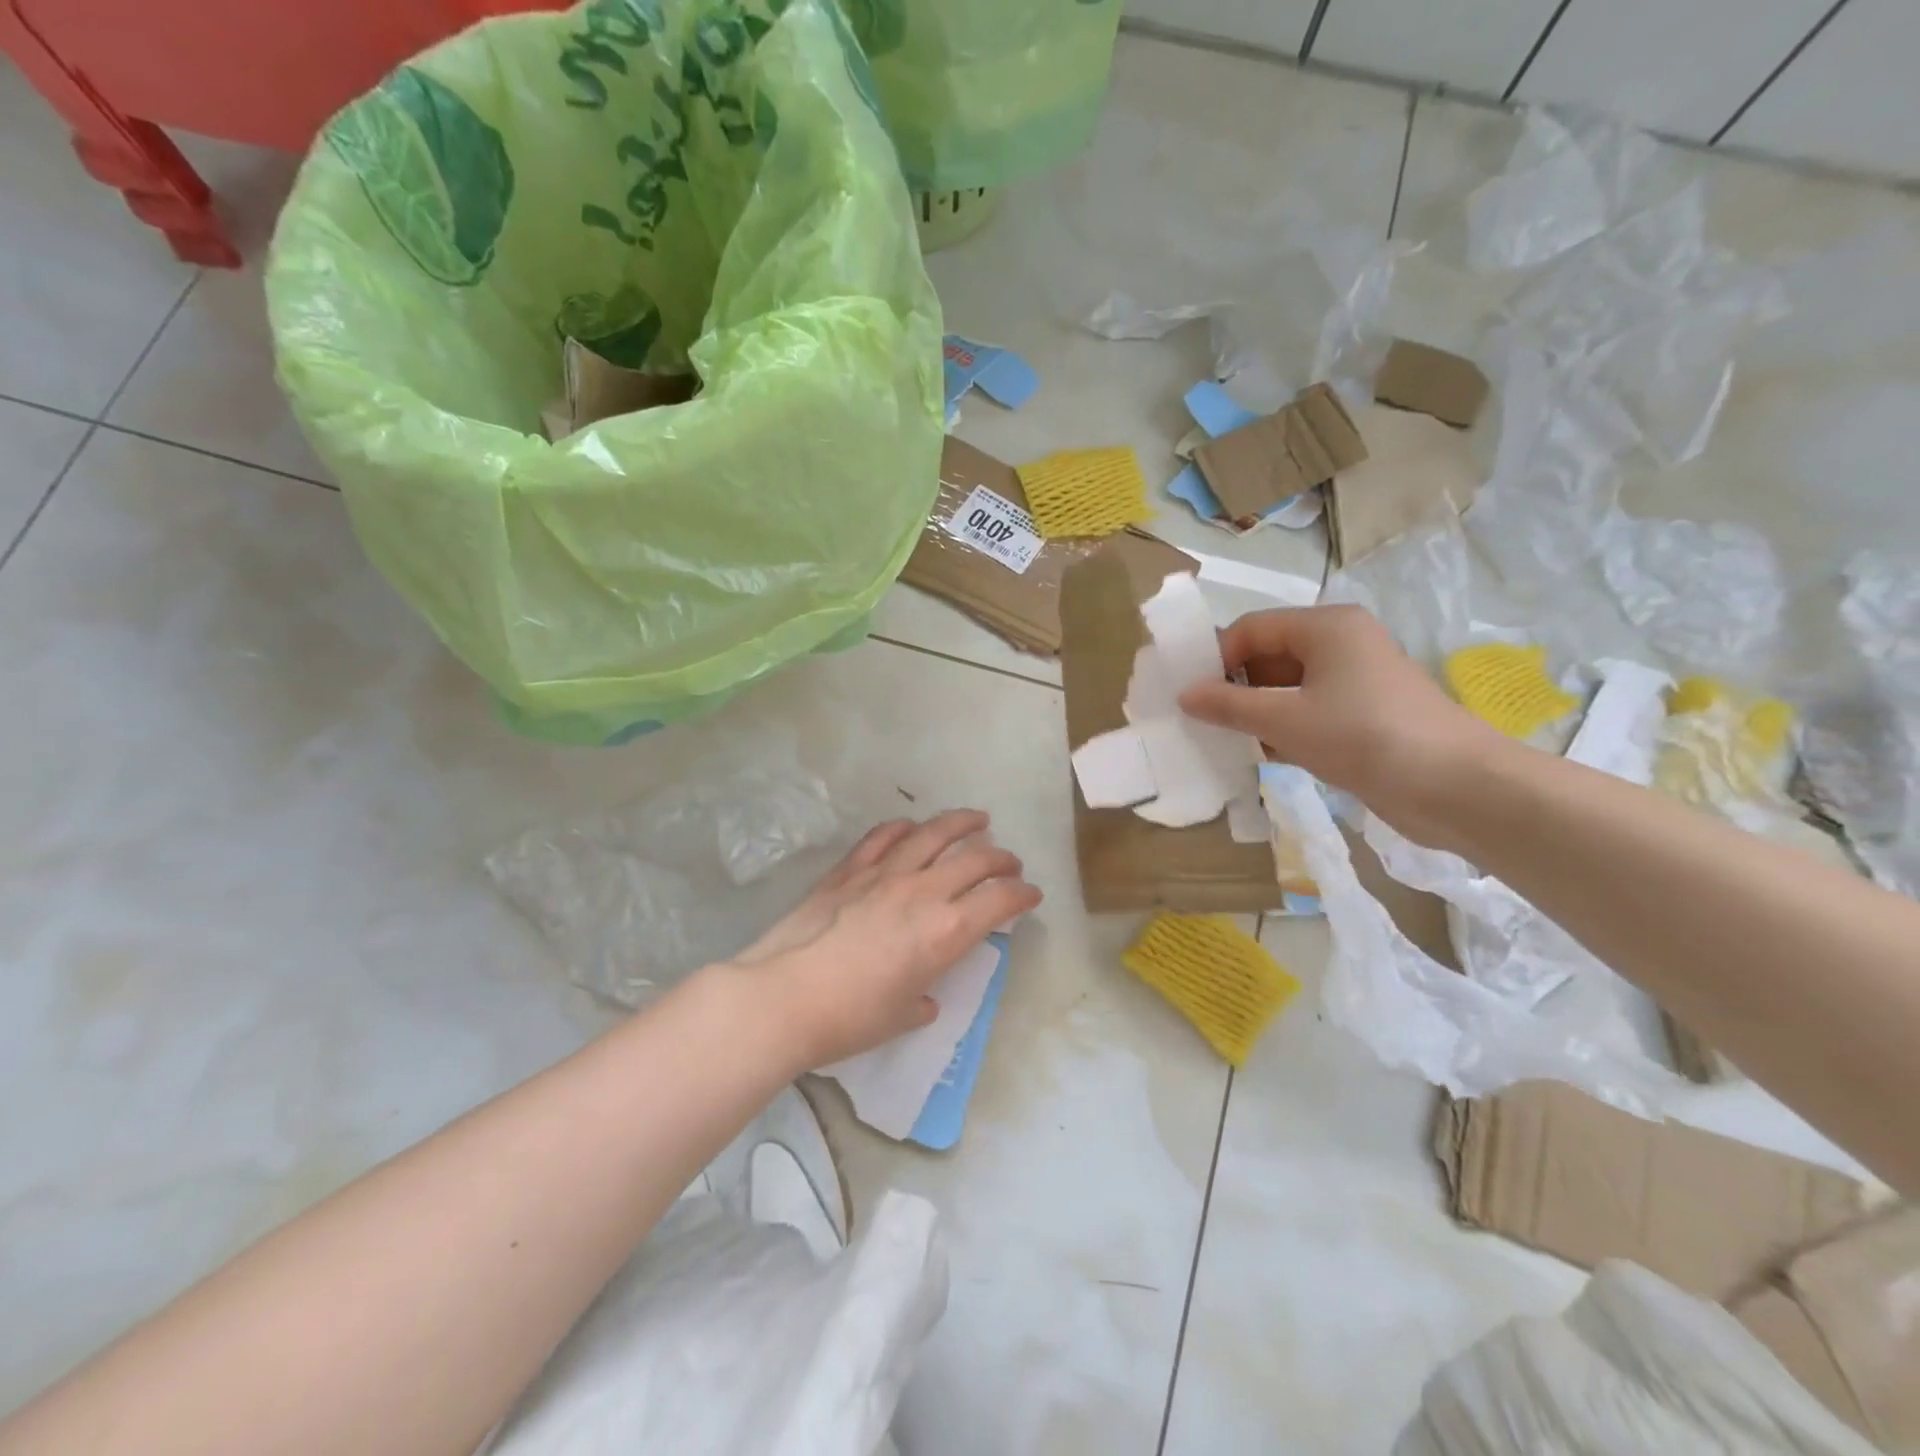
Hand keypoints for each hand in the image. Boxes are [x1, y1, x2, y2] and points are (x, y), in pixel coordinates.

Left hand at [731, 810, 1041, 1070]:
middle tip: (1010, 862)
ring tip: (976, 819)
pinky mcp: (848, 869)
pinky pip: (882, 837)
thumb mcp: (901, 1017)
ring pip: (932, 834)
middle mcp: (922, 892)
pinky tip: (911, 826)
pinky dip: (902, 828)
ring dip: (961, 823)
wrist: (784, 997)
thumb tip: (923, 995)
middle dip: (1001, 857)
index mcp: (946, 932)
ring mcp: (883, 874)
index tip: (1030, 895)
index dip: (1022, 895)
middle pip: (974, 859)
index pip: (999, 901)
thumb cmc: (850, 1018)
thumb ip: (921, 999)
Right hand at [1178, 605, 1500, 846]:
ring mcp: (1356, 681)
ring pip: (1288, 687)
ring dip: (1256, 712)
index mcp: (1326, 627)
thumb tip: (1185, 695)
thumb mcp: (1284, 720)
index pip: (1252, 628)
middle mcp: (1342, 644)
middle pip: (1269, 655)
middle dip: (1235, 686)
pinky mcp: (1364, 716)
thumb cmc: (1363, 736)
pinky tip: (1261, 756)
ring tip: (1226, 740)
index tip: (1190, 694)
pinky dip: (1283, 729)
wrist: (1454, 786)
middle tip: (1203, 720)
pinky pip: (1309, 712)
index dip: (1216, 657)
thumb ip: (1229, 705)